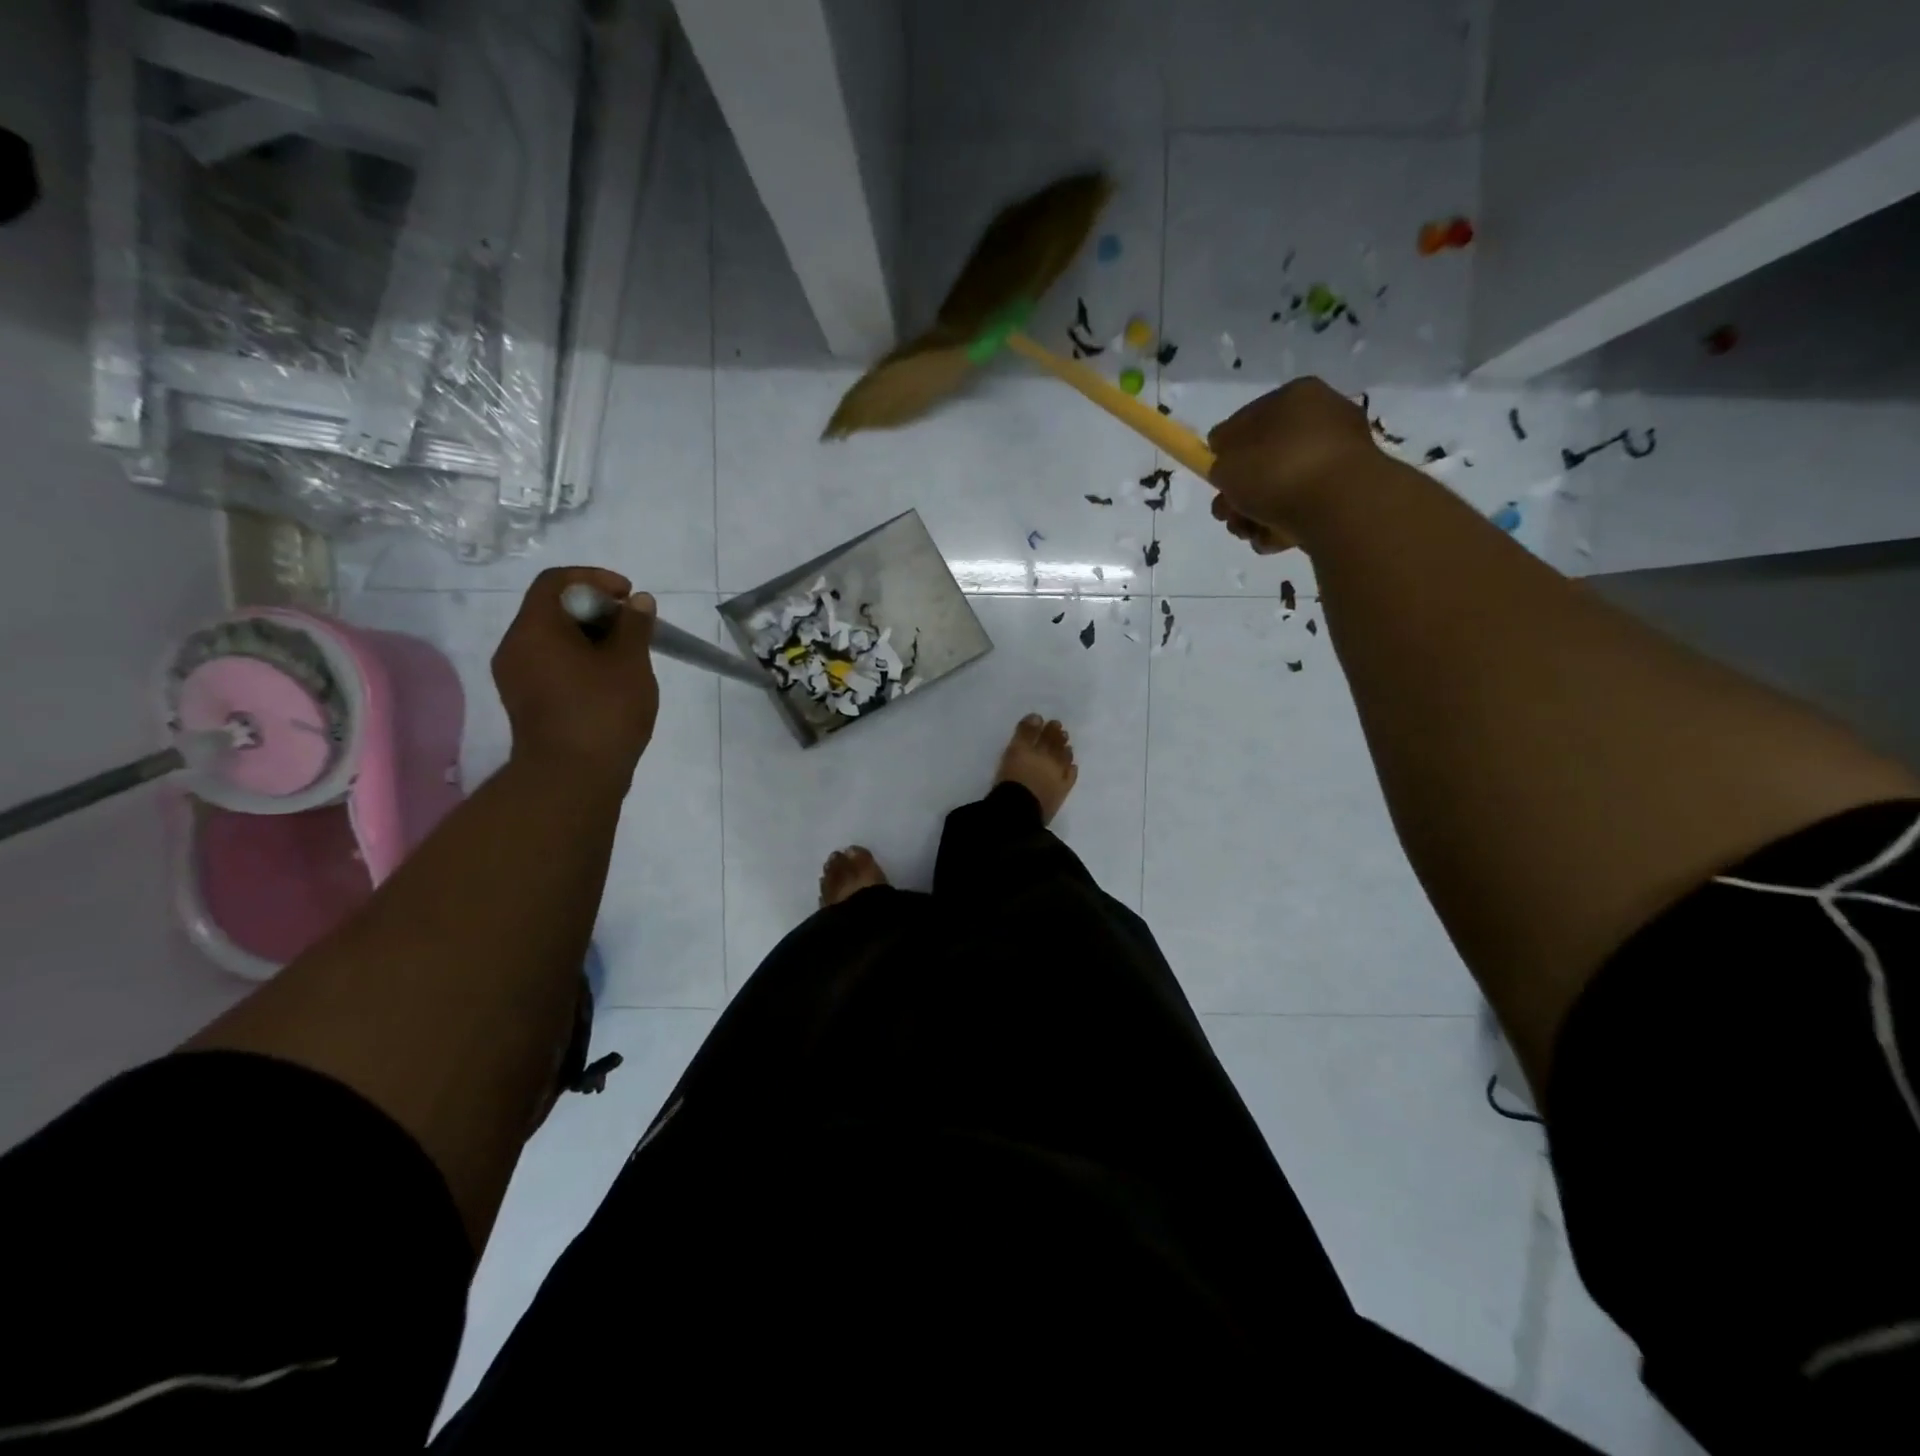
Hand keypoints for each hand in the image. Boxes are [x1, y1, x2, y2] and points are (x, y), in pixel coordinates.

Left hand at [492, 567, 658, 786]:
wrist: (572, 779)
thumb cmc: (603, 712)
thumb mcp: (630, 662)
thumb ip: (634, 625)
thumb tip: (638, 602)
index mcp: (534, 629)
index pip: (555, 581)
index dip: (594, 578)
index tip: (629, 595)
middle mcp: (515, 647)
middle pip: (552, 609)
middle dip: (596, 610)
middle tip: (633, 626)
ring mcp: (516, 677)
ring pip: (553, 639)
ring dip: (591, 637)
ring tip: (627, 655)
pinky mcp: (526, 701)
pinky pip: (551, 664)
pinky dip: (580, 660)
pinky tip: (610, 680)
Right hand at [1207, 377, 1379, 553]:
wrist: (1340, 506)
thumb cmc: (1277, 472)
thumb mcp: (1226, 464)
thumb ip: (1218, 461)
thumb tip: (1225, 463)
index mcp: (1294, 396)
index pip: (1245, 421)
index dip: (1223, 452)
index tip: (1215, 480)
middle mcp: (1322, 418)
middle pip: (1264, 459)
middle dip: (1239, 492)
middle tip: (1228, 514)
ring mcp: (1339, 456)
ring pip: (1281, 488)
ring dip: (1256, 513)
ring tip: (1248, 532)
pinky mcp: (1349, 491)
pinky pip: (1305, 506)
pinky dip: (1284, 524)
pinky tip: (1273, 539)